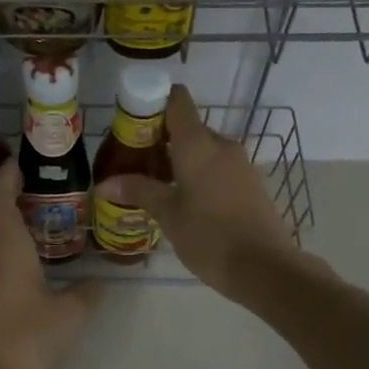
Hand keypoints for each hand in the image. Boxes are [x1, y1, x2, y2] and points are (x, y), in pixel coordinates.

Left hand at [0, 159, 102, 368]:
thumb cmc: (24, 340)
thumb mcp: (69, 316)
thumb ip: (87, 294)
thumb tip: (97, 283)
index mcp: (6, 245)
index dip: (8, 174)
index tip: (25, 162)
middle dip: (4, 189)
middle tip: (33, 183)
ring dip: (0, 215)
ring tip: (32, 213)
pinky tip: (21, 256)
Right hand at [96, 86, 310, 301]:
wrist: (264, 268)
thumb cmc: (209, 237)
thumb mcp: (168, 215)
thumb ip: (138, 191)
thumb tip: (104, 184)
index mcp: (198, 144)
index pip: (177, 100)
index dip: (154, 102)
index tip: (133, 122)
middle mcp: (221, 145)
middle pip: (188, 127)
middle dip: (161, 139)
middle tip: (135, 162)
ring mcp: (240, 164)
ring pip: (204, 149)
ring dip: (180, 159)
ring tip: (155, 184)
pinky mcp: (250, 183)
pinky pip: (219, 167)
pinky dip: (199, 174)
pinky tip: (184, 200)